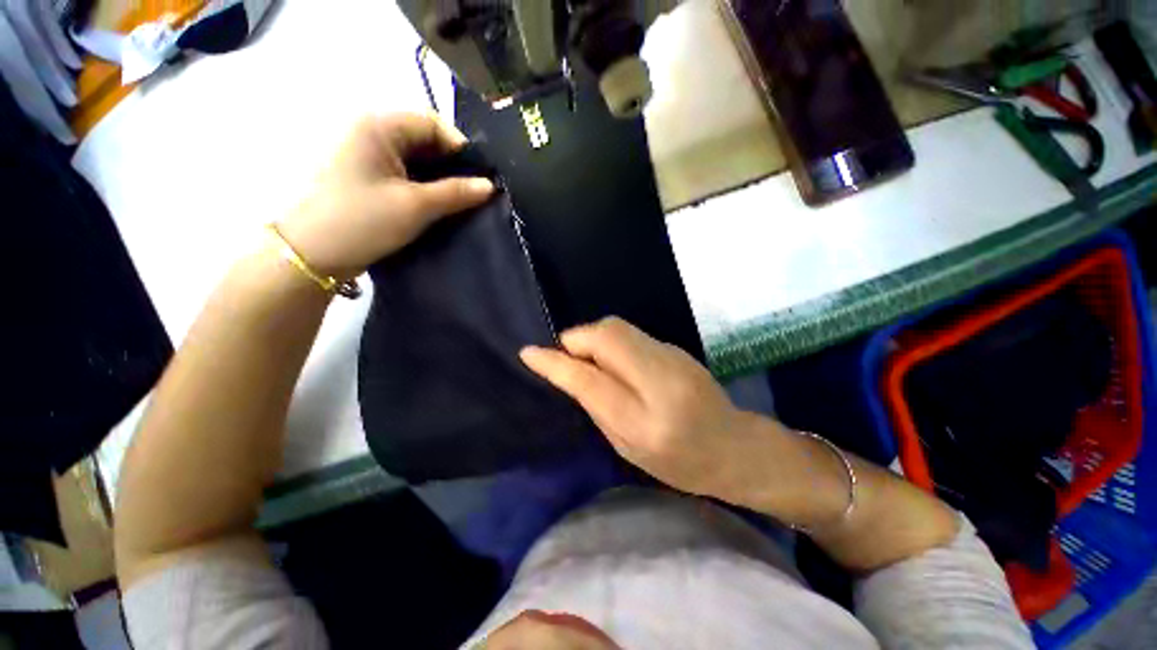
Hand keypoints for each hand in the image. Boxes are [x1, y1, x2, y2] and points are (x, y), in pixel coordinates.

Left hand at [277, 113, 493, 279]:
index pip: (432, 123)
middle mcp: (370, 132)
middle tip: (472, 193)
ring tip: (458, 202)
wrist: (311, 254)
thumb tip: (490, 186)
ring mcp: (365, 154)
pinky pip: (403, 172)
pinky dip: (423, 185)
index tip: (479, 179)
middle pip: (423, 139)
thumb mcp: (416, 206)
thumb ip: (456, 193)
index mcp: (378, 126)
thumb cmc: (363, 221)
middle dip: (451, 165)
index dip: (460, 148)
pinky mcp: (365, 176)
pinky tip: (436, 205)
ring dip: (438, 178)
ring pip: (415, 158)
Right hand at [520, 317, 761, 499]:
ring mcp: (673, 357)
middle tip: (568, 359)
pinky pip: (631, 334)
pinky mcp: (676, 347)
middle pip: (606, 335)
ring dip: (593, 338)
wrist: (735, 447)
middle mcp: (660, 380)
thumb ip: (597, 406)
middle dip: (576, 340)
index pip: (589, 379)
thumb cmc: (679, 463)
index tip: (529, 353)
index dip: (555, 363)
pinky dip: (612, 342)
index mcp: (644, 420)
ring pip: (617, 327)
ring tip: (591, 361)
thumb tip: (569, 372)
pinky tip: (616, 361)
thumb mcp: (628, 448)